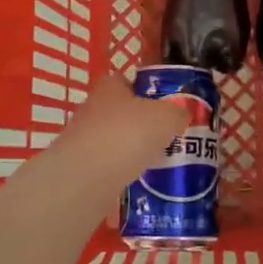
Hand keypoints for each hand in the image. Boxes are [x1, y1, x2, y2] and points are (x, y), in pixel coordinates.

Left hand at [41, 72, 188, 192]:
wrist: (85, 179)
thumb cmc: (127, 135)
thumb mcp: (166, 117)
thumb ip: (177, 112)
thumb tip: (181, 115)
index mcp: (110, 87)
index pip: (129, 81)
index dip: (149, 91)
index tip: (167, 107)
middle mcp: (93, 108)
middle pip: (123, 112)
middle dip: (144, 124)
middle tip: (169, 137)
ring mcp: (83, 139)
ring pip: (116, 140)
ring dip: (133, 150)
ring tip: (158, 162)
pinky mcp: (80, 167)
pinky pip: (109, 166)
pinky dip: (123, 172)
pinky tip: (140, 182)